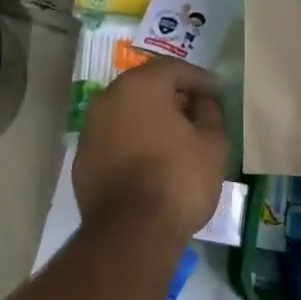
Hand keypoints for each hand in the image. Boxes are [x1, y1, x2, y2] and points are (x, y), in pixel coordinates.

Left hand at [73, 58, 226, 240]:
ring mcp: (90, 128)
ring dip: (149, 120)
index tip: (217, 95)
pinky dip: (131, 142)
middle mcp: (108, 98)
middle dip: (172, 97)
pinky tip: (149, 162)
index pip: (174, 68)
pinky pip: (113, 139)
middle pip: (145, 87)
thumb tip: (203, 101)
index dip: (200, 80)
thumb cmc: (178, 178)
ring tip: (174, 139)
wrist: (131, 230)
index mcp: (139, 86)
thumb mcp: (212, 143)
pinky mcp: (82, 158)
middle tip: (196, 114)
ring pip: (125, 113)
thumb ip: (210, 113)